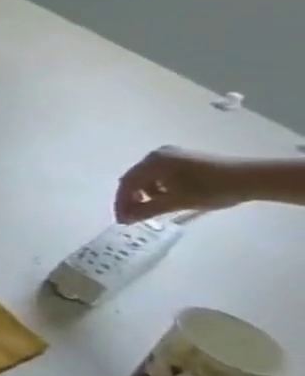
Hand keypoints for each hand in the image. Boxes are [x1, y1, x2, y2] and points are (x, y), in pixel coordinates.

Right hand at [113, 146, 248, 222]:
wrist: (254, 178)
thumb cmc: (210, 189)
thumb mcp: (176, 202)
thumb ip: (146, 210)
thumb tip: (124, 220)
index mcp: (151, 162)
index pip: (126, 184)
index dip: (122, 204)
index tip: (123, 220)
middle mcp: (157, 155)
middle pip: (135, 179)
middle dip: (133, 199)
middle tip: (133, 216)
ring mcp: (173, 155)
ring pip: (149, 177)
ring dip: (147, 194)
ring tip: (154, 208)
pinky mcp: (186, 159)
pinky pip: (162, 174)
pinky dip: (160, 187)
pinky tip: (169, 197)